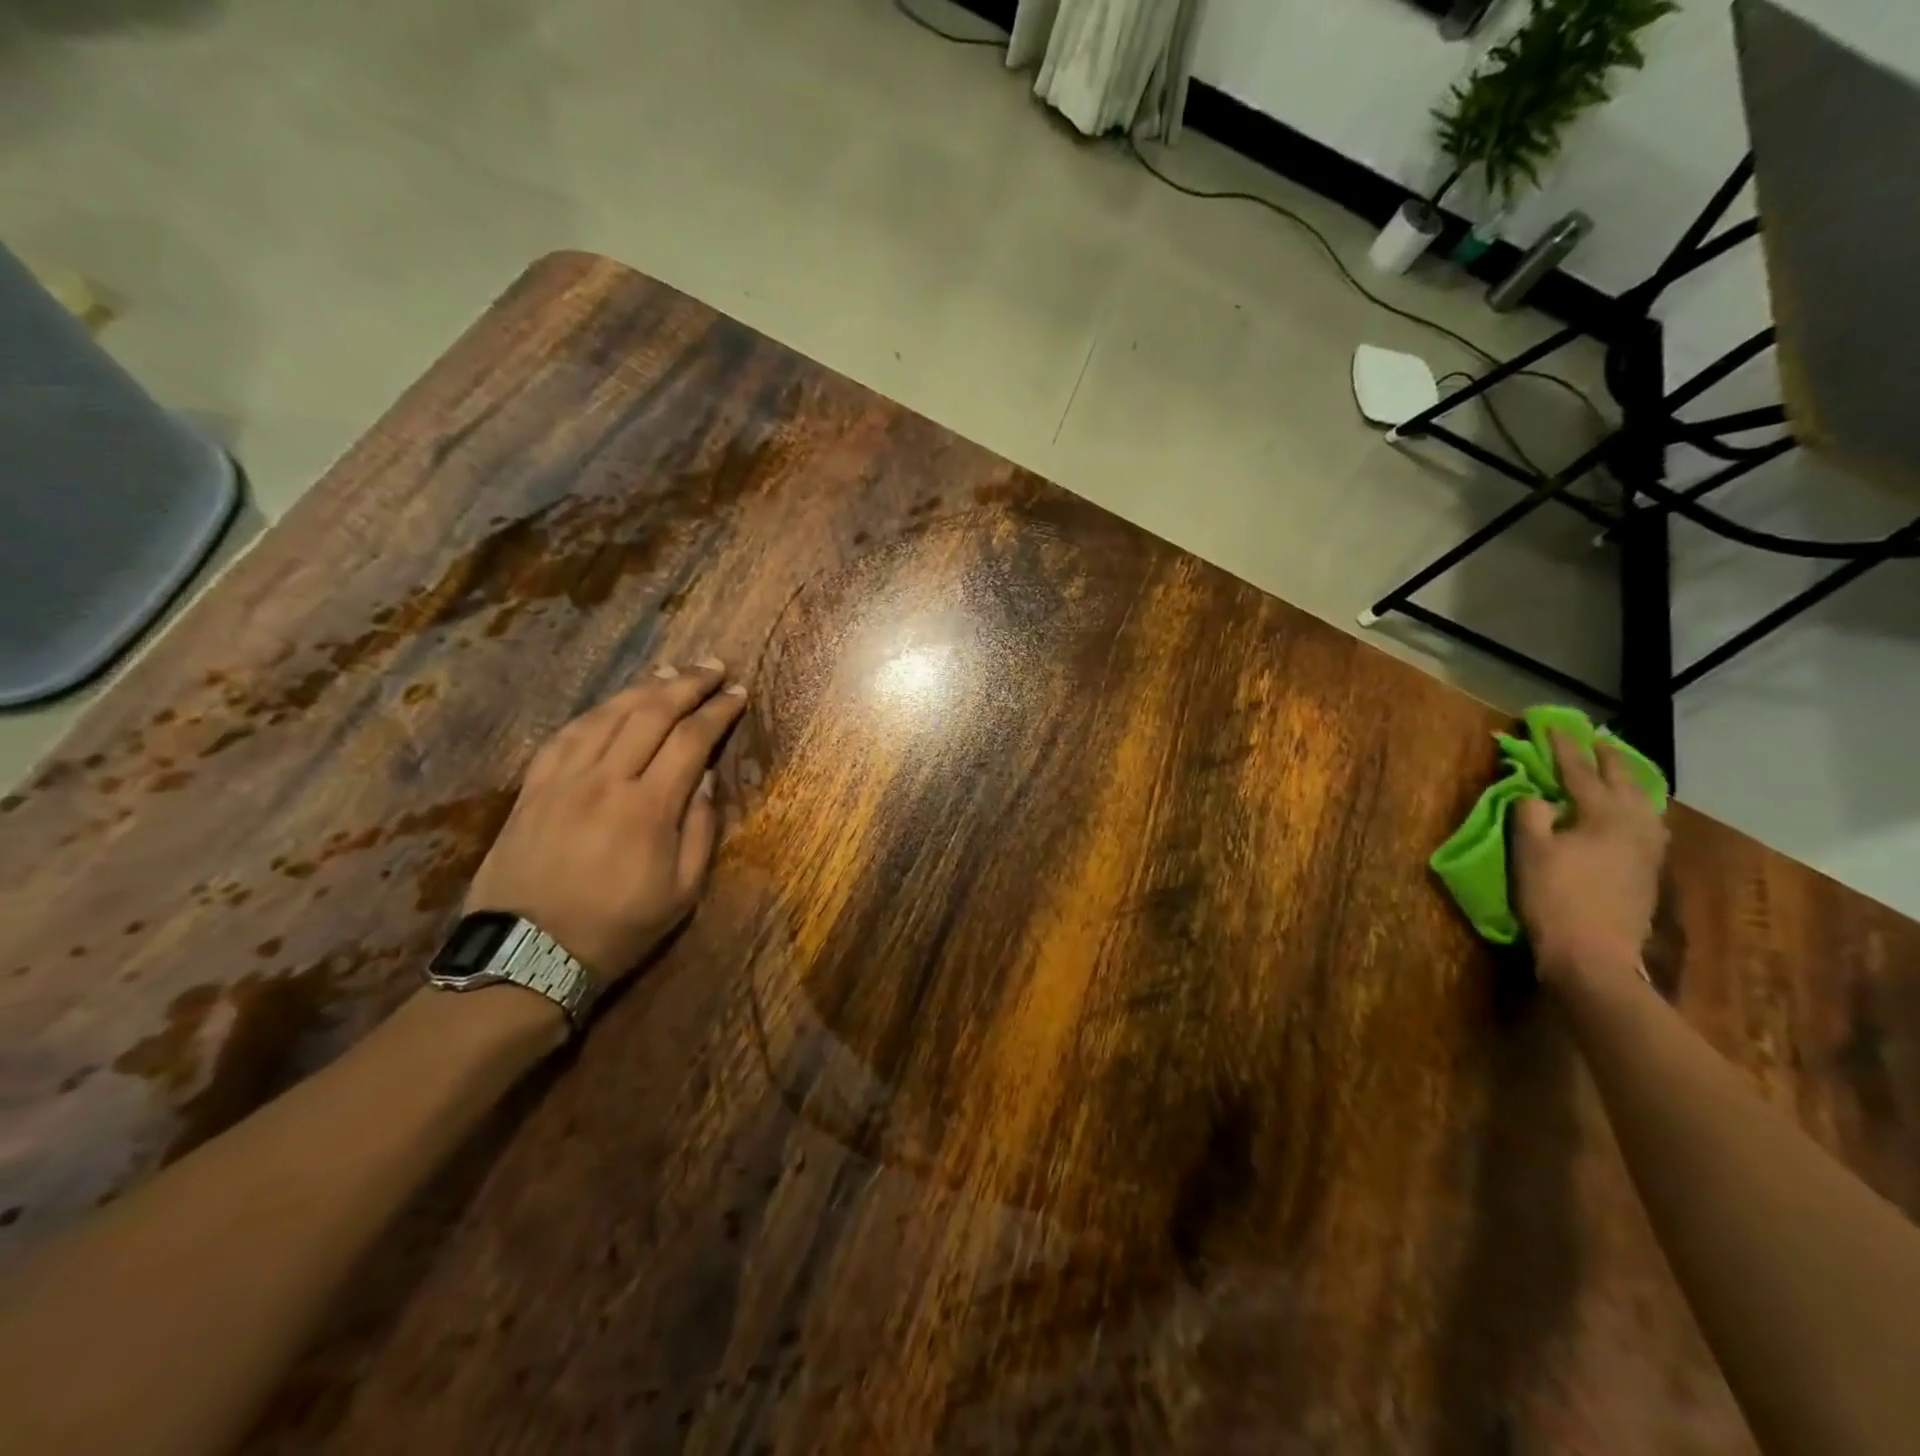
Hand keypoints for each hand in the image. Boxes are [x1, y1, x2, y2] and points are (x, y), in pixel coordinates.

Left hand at [464, 660, 747, 986]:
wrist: (526, 957)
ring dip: (644, 687)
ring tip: (671, 671)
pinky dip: (596, 712)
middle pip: (650, 713)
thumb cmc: (617, 928)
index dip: (717, 711)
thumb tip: (704, 779)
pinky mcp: (532, 789)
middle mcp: (605, 781)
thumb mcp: (682, 893)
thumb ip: (700, 831)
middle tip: (713, 666)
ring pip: (607, 715)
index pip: (690, 740)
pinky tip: (612, 704)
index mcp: (647, 809)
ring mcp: (562, 781)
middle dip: (687, 683)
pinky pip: (566, 735)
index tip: (738, 693)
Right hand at [1512, 731, 1667, 989]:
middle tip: (1597, 739)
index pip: (1580, 772)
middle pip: (1624, 783)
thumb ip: (1531, 815)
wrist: (1595, 955)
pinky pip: (1647, 825)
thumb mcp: (1530, 852)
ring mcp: (1647, 850)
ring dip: (1629, 783)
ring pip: (1644, 804)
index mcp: (1603, 815)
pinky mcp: (1648, 871)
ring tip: (1620, 773)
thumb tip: (1536, 795)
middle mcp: (1634, 826)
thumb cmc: (1555, 898)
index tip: (1553, 726)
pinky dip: (1638, 808)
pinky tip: (1634, 815)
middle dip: (1608, 759)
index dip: (1564, 748)